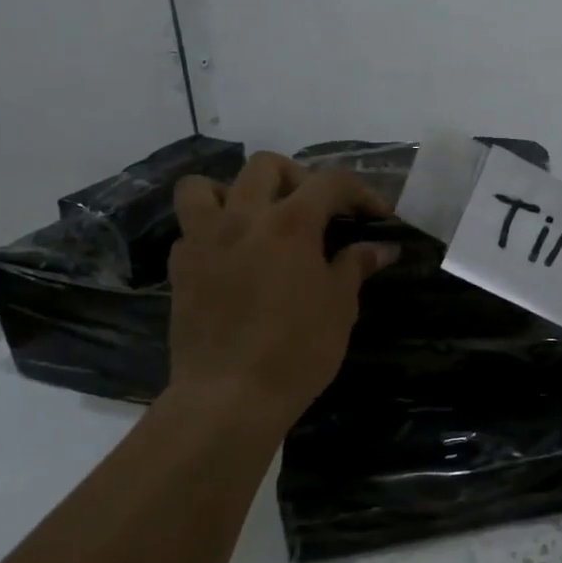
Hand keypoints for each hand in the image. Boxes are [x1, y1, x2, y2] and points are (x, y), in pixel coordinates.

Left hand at [165, 152, 394, 437]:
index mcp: (290, 222)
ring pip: (206, 185)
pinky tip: (232, 256)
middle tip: (316, 209)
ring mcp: (204, 240)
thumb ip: (356, 265)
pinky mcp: (180, 268)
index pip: (331, 182)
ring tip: (257, 217)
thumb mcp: (340, 306)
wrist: (229, 397)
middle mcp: (243, 217)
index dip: (361, 192)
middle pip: (267, 166)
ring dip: (235, 191)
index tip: (378, 216)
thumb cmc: (297, 350)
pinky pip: (190, 228)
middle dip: (299, 177)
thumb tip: (381, 248)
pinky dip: (212, 230)